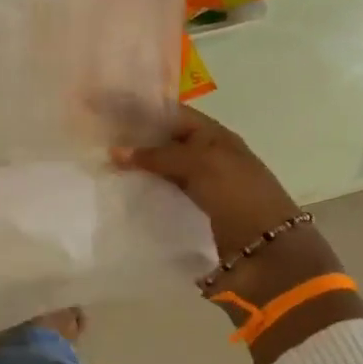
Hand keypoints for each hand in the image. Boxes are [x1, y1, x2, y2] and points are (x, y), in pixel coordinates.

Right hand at [113, 105, 302, 259]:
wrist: (267, 253)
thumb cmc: (239, 197)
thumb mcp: (201, 164)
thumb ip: (159, 155)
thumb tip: (114, 151)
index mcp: (215, 137)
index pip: (172, 114)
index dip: (142, 110)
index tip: (106, 110)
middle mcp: (207, 158)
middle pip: (165, 142)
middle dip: (134, 140)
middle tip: (95, 139)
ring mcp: (200, 188)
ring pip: (161, 170)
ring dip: (136, 168)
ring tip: (100, 166)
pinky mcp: (193, 215)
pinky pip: (163, 196)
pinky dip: (144, 193)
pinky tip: (120, 195)